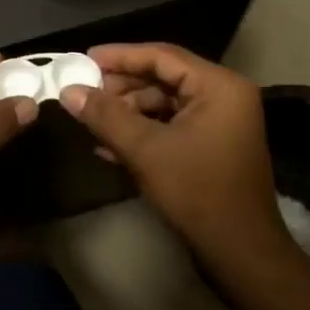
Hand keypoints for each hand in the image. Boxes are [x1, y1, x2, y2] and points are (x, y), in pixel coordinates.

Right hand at [62, 44, 294, 278]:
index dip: (120, 56)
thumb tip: (69, 90)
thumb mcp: (145, 150)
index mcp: (219, 86)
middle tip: (84, 92)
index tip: (84, 59)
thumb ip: (105, 115)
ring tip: (92, 121)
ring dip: (128, 112)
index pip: (162, 56)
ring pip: (165, 103)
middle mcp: (224, 96)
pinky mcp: (213, 146)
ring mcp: (221, 122)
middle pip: (164, 77)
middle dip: (121, 87)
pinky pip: (172, 126)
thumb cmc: (197, 192)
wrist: (240, 253)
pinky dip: (142, 131)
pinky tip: (108, 146)